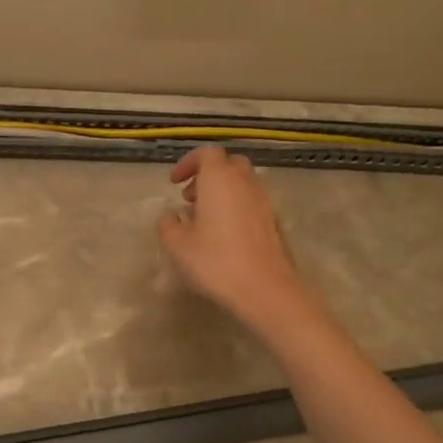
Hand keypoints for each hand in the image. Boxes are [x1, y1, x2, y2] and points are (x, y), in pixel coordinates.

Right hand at [158, 146, 317, 326]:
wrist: (265, 289)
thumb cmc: (215, 261)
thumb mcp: (177, 245)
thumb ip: (168, 224)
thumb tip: (171, 216)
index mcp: (219, 180)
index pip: (207, 153)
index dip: (189, 163)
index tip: (174, 182)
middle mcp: (245, 183)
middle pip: (228, 164)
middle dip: (208, 175)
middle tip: (190, 197)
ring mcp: (264, 202)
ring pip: (242, 184)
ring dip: (222, 193)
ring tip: (204, 219)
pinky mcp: (274, 222)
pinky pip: (251, 203)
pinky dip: (236, 208)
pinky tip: (223, 235)